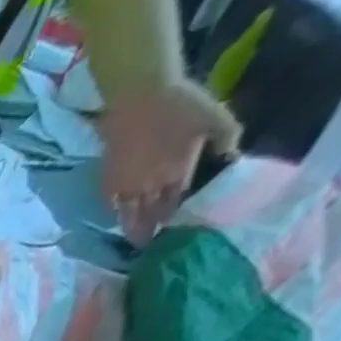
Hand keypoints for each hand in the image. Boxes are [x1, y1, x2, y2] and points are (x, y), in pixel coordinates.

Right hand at [97, 81, 239, 244]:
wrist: (142, 96)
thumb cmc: (181, 103)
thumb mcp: (214, 116)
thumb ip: (226, 137)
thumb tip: (233, 157)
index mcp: (176, 174)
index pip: (175, 203)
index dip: (176, 217)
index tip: (175, 229)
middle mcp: (149, 187)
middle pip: (150, 215)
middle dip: (152, 230)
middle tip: (152, 245)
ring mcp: (126, 187)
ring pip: (129, 216)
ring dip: (132, 229)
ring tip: (135, 240)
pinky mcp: (107, 182)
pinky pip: (110, 205)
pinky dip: (114, 213)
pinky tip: (117, 216)